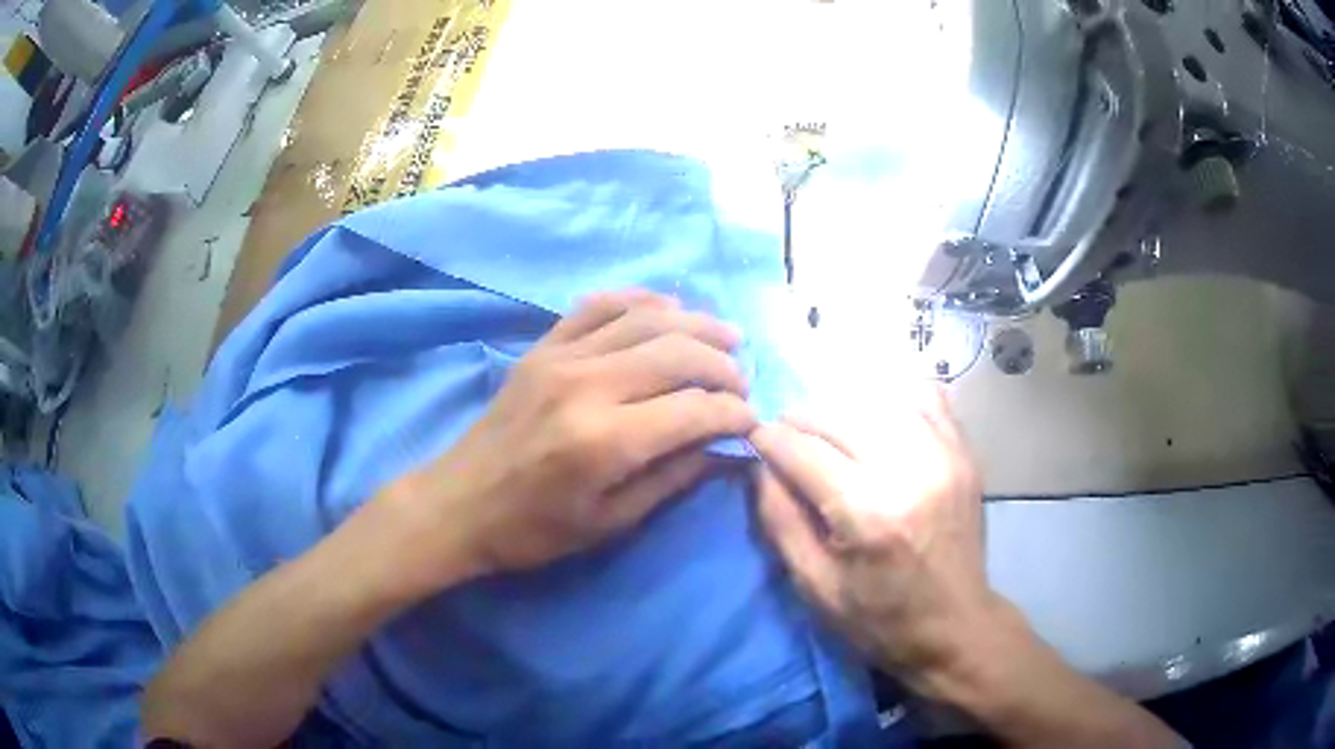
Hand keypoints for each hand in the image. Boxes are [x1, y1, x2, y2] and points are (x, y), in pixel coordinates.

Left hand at [384, 290, 755, 589]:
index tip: (752, 422)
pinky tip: (666, 309)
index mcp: (605, 441)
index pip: (694, 409)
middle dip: (723, 366)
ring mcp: (561, 357)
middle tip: (742, 383)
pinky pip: (599, 304)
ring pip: (646, 318)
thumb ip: (672, 479)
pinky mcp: (543, 346)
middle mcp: (587, 385)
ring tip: (725, 338)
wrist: (458, 503)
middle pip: (678, 353)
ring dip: (695, 324)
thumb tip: (724, 449)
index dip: (734, 413)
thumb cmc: (532, 530)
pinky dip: (641, 300)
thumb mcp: (609, 523)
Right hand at [749, 386, 999, 690]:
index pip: (804, 451)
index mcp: (869, 514)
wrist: (956, 625)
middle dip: (801, 419)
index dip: (770, 439)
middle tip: (786, 435)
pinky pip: (927, 396)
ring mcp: (945, 454)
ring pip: (880, 398)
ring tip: (827, 428)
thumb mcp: (815, 585)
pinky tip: (878, 416)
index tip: (755, 438)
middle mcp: (911, 471)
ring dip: (842, 406)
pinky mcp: (965, 451)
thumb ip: (780, 520)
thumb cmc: (879, 618)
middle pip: (839, 414)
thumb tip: (760, 464)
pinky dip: (895, 396)